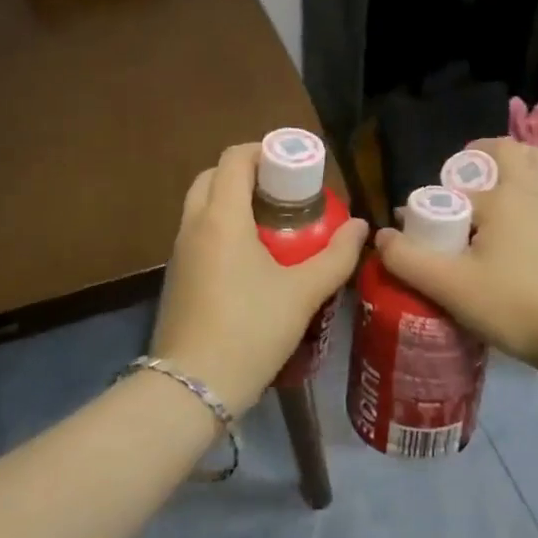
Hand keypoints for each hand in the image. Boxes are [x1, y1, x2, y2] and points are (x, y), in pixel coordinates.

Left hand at [151, 143, 368, 411]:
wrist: (194, 387)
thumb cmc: (251, 330)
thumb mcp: (303, 293)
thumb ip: (337, 256)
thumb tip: (361, 226)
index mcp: (221, 217)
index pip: (234, 159)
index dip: (263, 150)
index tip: (293, 163)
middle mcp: (193, 225)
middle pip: (212, 176)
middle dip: (246, 173)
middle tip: (283, 191)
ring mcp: (179, 252)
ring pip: (201, 205)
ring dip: (231, 200)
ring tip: (272, 221)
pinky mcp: (176, 276)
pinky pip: (197, 233)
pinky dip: (220, 226)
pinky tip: (250, 256)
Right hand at [373, 137, 537, 370]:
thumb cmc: (514, 304)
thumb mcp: (450, 286)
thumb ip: (408, 259)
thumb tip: (381, 236)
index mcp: (505, 196)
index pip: (457, 187)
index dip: (433, 203)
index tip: (419, 230)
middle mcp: (535, 192)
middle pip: (512, 151)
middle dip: (483, 158)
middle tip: (461, 184)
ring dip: (513, 170)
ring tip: (489, 197)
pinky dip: (531, 194)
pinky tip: (515, 227)